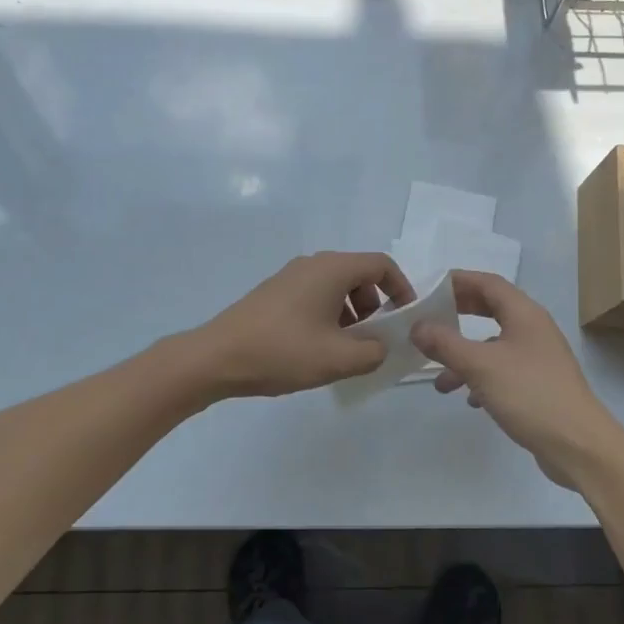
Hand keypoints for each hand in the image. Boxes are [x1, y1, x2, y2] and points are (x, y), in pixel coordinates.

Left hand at [192, 252, 414, 398]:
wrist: (216, 358)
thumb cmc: (282, 351)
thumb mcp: (338, 359)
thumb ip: (374, 352)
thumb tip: (382, 346)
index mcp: (332, 269)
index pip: (381, 266)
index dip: (402, 290)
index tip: (407, 321)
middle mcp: (313, 264)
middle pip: (360, 275)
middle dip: (376, 307)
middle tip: (376, 341)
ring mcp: (290, 277)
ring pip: (336, 288)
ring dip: (352, 316)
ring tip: (347, 351)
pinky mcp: (274, 293)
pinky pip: (315, 296)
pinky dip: (329, 317)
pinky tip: (318, 349)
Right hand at [410, 271, 619, 488]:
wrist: (579, 445)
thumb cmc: (530, 394)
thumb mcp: (480, 366)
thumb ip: (445, 344)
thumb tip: (417, 326)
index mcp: (525, 314)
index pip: (488, 283)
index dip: (459, 281)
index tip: (429, 289)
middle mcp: (534, 330)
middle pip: (492, 310)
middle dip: (460, 314)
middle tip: (430, 319)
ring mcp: (539, 359)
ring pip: (494, 346)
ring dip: (465, 355)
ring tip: (439, 379)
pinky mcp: (539, 386)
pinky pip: (503, 371)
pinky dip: (481, 379)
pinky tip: (469, 400)